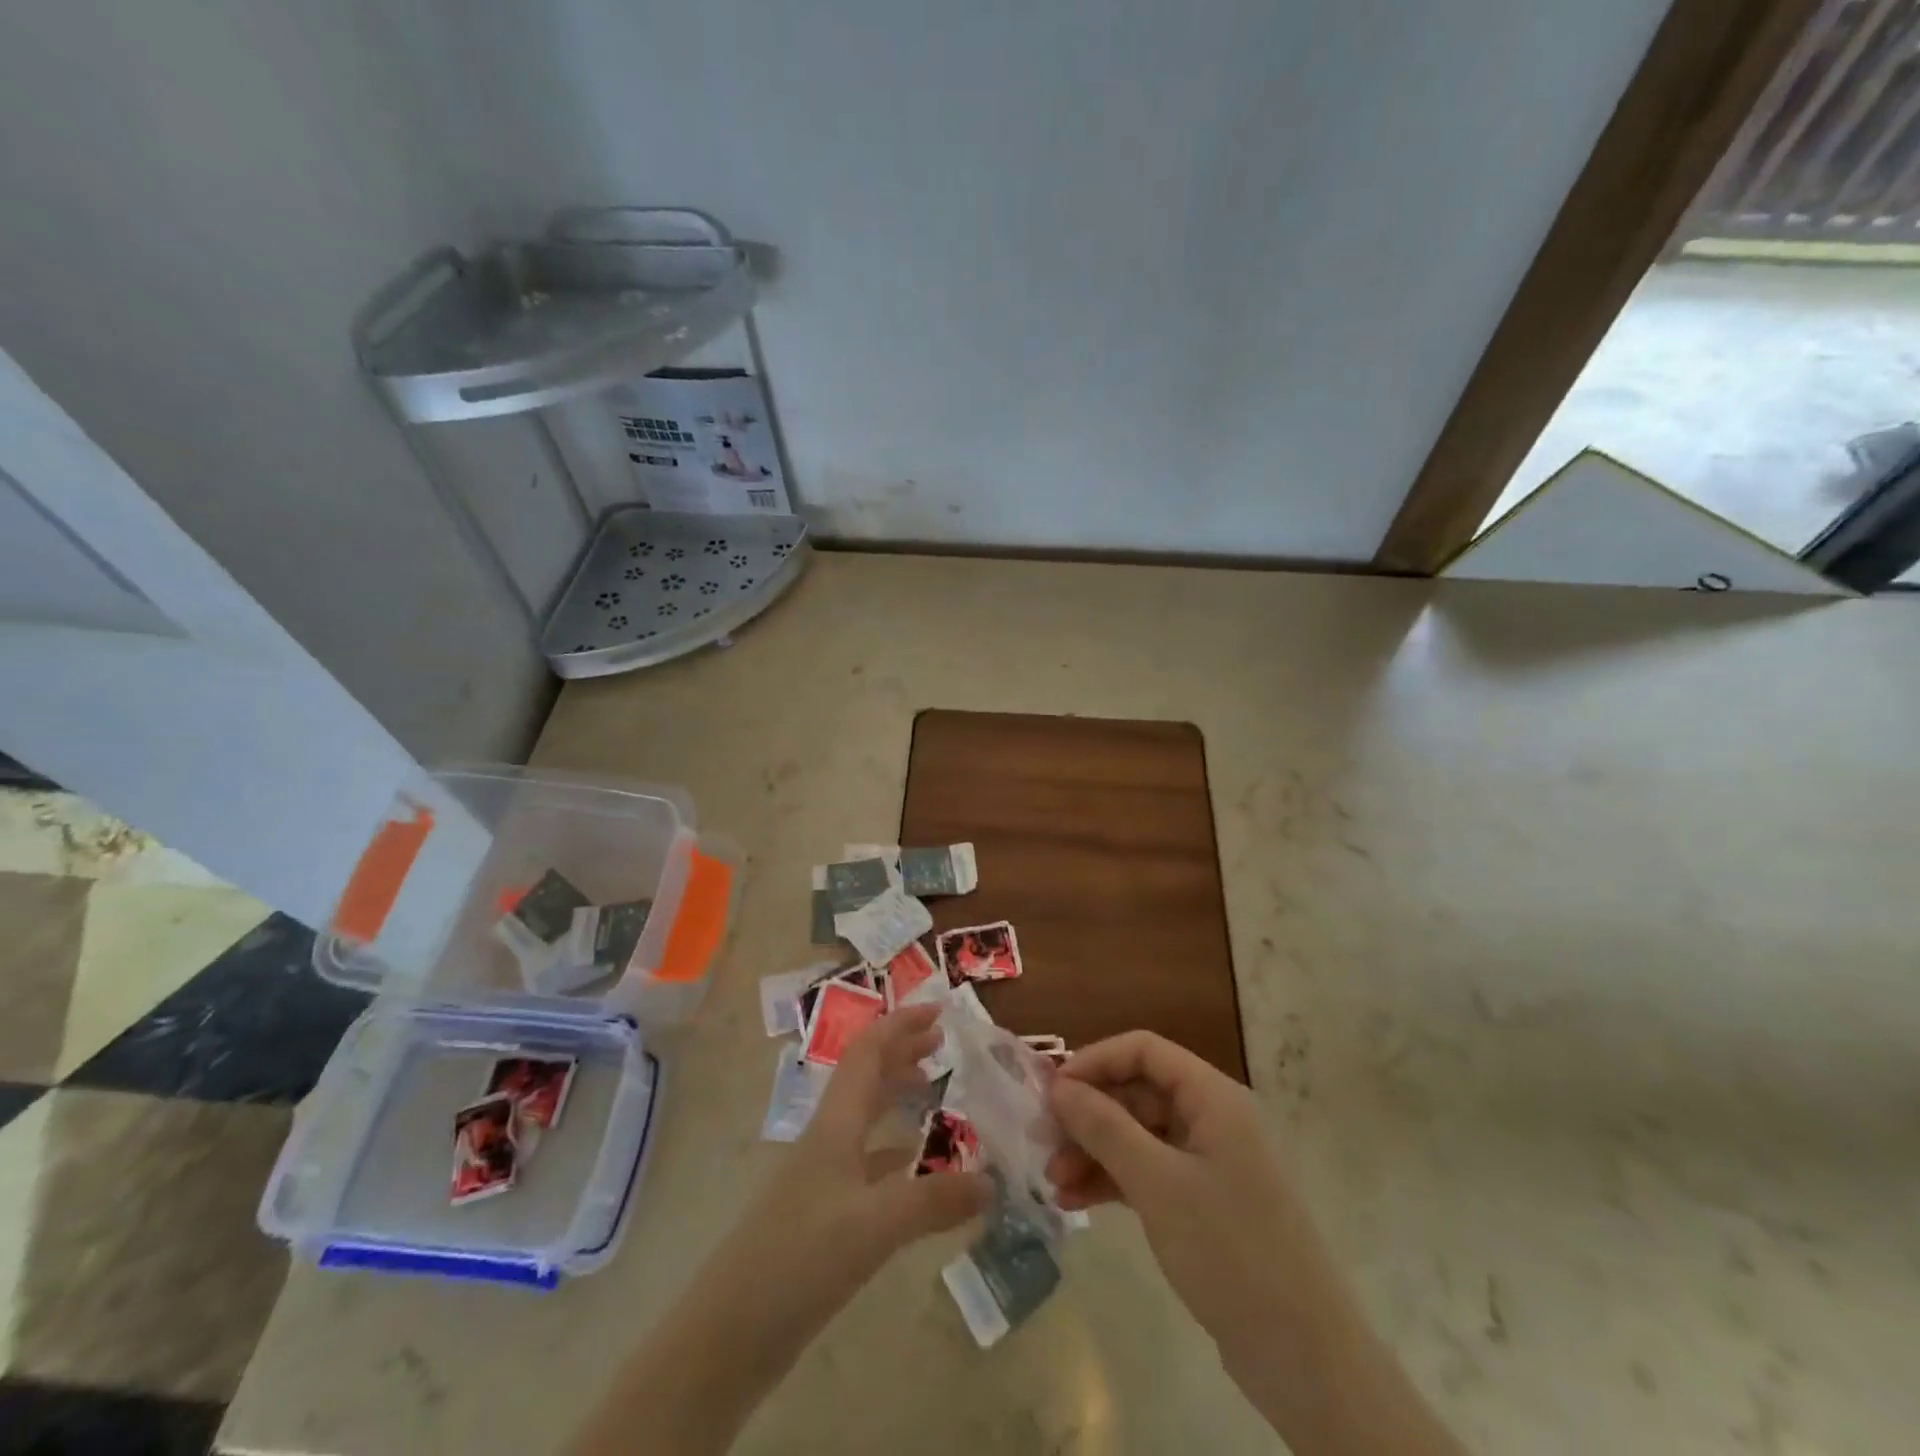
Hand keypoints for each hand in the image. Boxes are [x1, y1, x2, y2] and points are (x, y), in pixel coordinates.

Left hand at [745, 1002, 992, 1302]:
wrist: (729, 1333)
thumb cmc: (799, 1258)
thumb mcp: (874, 1225)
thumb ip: (934, 1199)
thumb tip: (993, 1182)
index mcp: (836, 1123)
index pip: (868, 1052)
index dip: (900, 1025)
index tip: (939, 1011)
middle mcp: (829, 1138)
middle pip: (866, 1077)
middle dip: (902, 1052)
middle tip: (943, 1045)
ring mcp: (823, 1176)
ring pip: (866, 1117)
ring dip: (897, 1096)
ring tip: (936, 1094)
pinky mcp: (823, 1214)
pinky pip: (868, 1163)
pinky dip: (896, 1153)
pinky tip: (917, 1169)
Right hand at [1046, 1032, 1321, 1358]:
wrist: (1305, 1359)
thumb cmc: (1230, 1250)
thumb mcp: (1157, 1183)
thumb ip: (1104, 1127)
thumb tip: (1059, 1087)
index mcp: (1213, 1097)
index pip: (1144, 1050)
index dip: (1095, 1061)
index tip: (1052, 1090)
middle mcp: (1212, 1118)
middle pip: (1138, 1093)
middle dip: (1088, 1114)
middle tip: (1042, 1141)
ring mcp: (1209, 1162)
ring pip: (1138, 1135)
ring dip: (1094, 1152)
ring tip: (1053, 1183)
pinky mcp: (1204, 1203)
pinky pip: (1149, 1172)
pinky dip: (1113, 1181)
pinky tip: (1076, 1201)